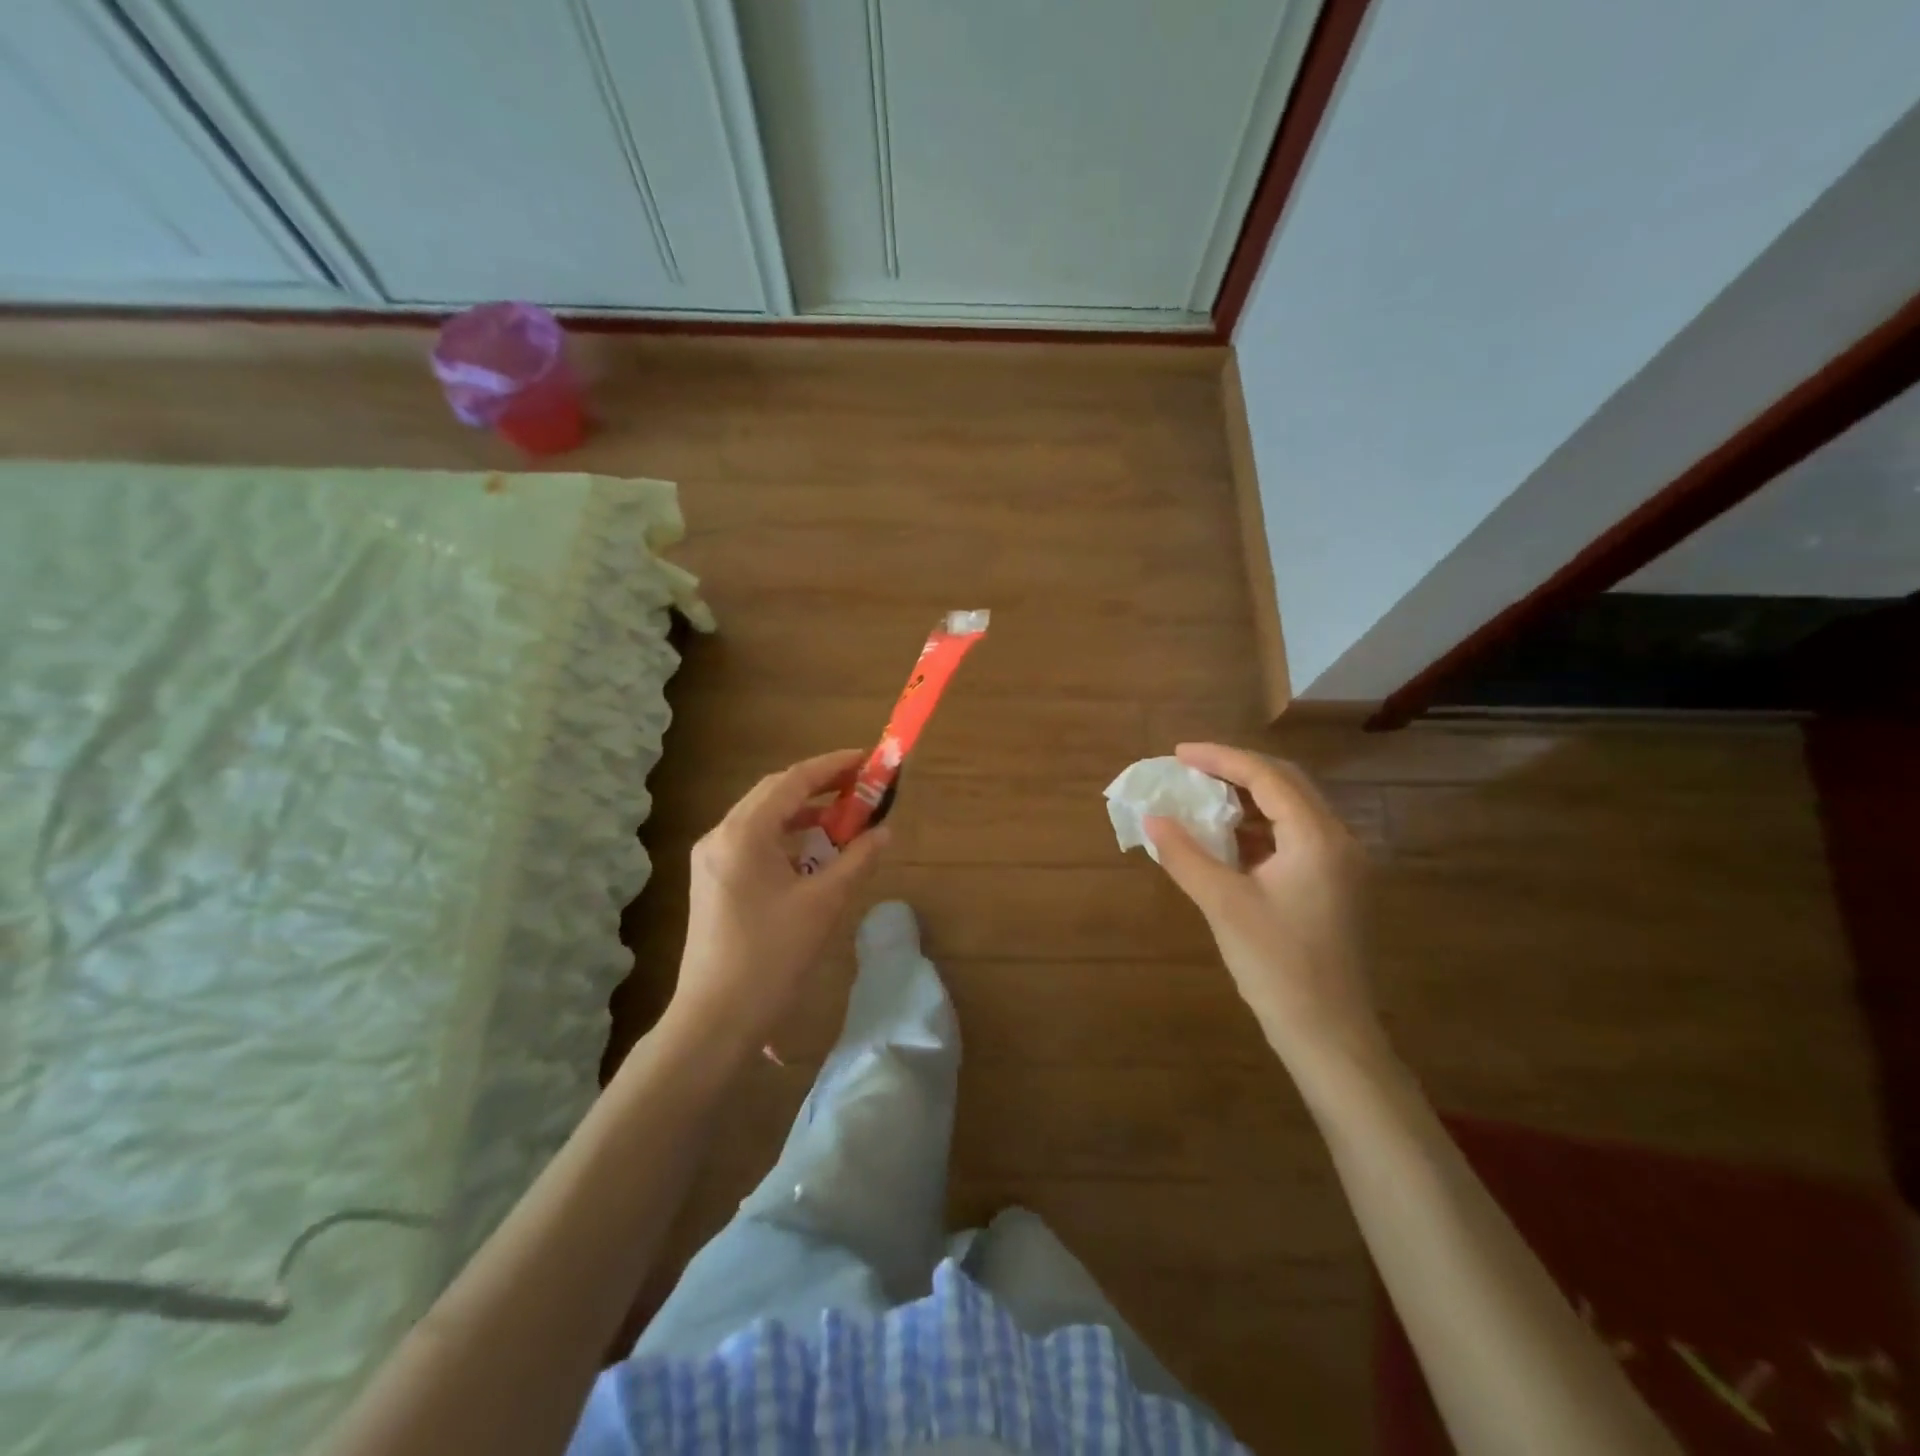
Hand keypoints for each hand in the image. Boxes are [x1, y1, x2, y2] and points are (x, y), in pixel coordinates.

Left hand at [665, 749, 890, 1060]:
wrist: (715, 1019)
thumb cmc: (771, 958)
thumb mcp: (823, 905)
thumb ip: (857, 860)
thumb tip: (884, 832)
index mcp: (743, 834)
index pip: (793, 781)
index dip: (833, 766)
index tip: (868, 759)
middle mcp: (720, 836)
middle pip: (774, 793)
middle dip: (820, 784)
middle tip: (861, 784)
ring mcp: (711, 859)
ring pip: (763, 817)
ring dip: (804, 811)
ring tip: (844, 814)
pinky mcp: (713, 881)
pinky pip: (754, 841)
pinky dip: (787, 836)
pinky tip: (813, 850)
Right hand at [1146, 743, 1383, 1069]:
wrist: (1329, 1033)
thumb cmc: (1277, 965)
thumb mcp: (1223, 905)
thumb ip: (1186, 855)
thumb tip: (1151, 818)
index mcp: (1317, 837)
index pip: (1267, 776)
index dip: (1221, 758)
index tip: (1179, 753)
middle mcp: (1338, 840)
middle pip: (1286, 783)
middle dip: (1236, 769)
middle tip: (1191, 769)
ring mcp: (1341, 864)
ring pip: (1293, 809)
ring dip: (1249, 798)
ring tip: (1204, 797)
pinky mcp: (1334, 885)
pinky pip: (1295, 836)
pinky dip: (1260, 827)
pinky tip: (1229, 839)